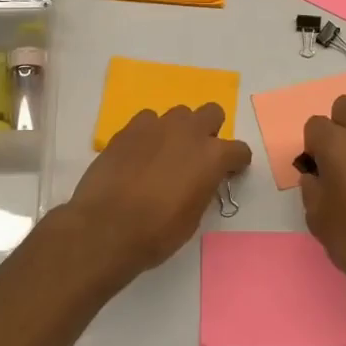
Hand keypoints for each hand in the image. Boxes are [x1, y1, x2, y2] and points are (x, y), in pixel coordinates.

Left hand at [64, 104, 252, 284]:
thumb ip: (203, 188)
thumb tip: (200, 180)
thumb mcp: (194, 217)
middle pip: (212, 112)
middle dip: (210, 130)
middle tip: (197, 156)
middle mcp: (189, 132)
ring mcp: (157, 125)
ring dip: (178, 130)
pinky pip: (148, 120)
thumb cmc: (157, 232)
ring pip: (179, 114)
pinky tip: (140, 154)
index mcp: (212, 156)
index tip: (228, 173)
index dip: (236, 163)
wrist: (106, 228)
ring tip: (164, 154)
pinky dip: (149, 133)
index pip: (239, 150)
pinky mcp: (129, 128)